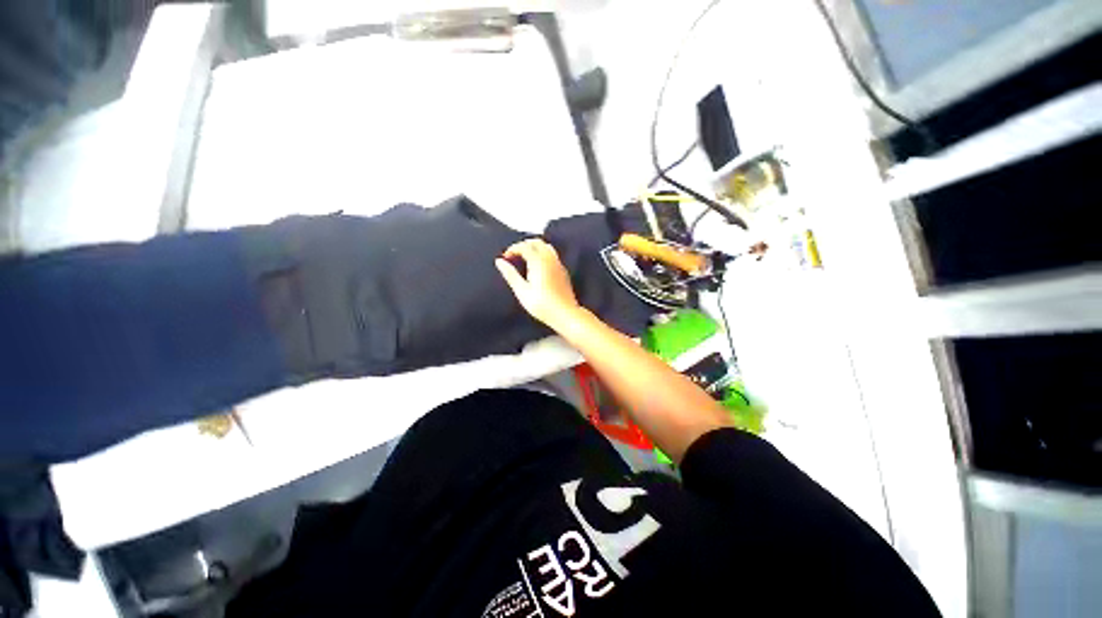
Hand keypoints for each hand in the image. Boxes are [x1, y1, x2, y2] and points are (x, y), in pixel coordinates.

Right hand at [495, 238, 581, 330]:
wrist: (565, 314)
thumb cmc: (542, 305)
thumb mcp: (522, 291)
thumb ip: (510, 274)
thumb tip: (499, 261)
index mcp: (538, 261)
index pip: (524, 246)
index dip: (513, 249)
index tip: (505, 258)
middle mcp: (550, 259)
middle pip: (537, 242)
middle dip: (524, 245)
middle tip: (514, 255)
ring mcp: (559, 264)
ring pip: (546, 247)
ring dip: (535, 248)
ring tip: (525, 258)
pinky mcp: (563, 271)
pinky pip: (553, 255)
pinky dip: (543, 253)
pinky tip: (538, 265)